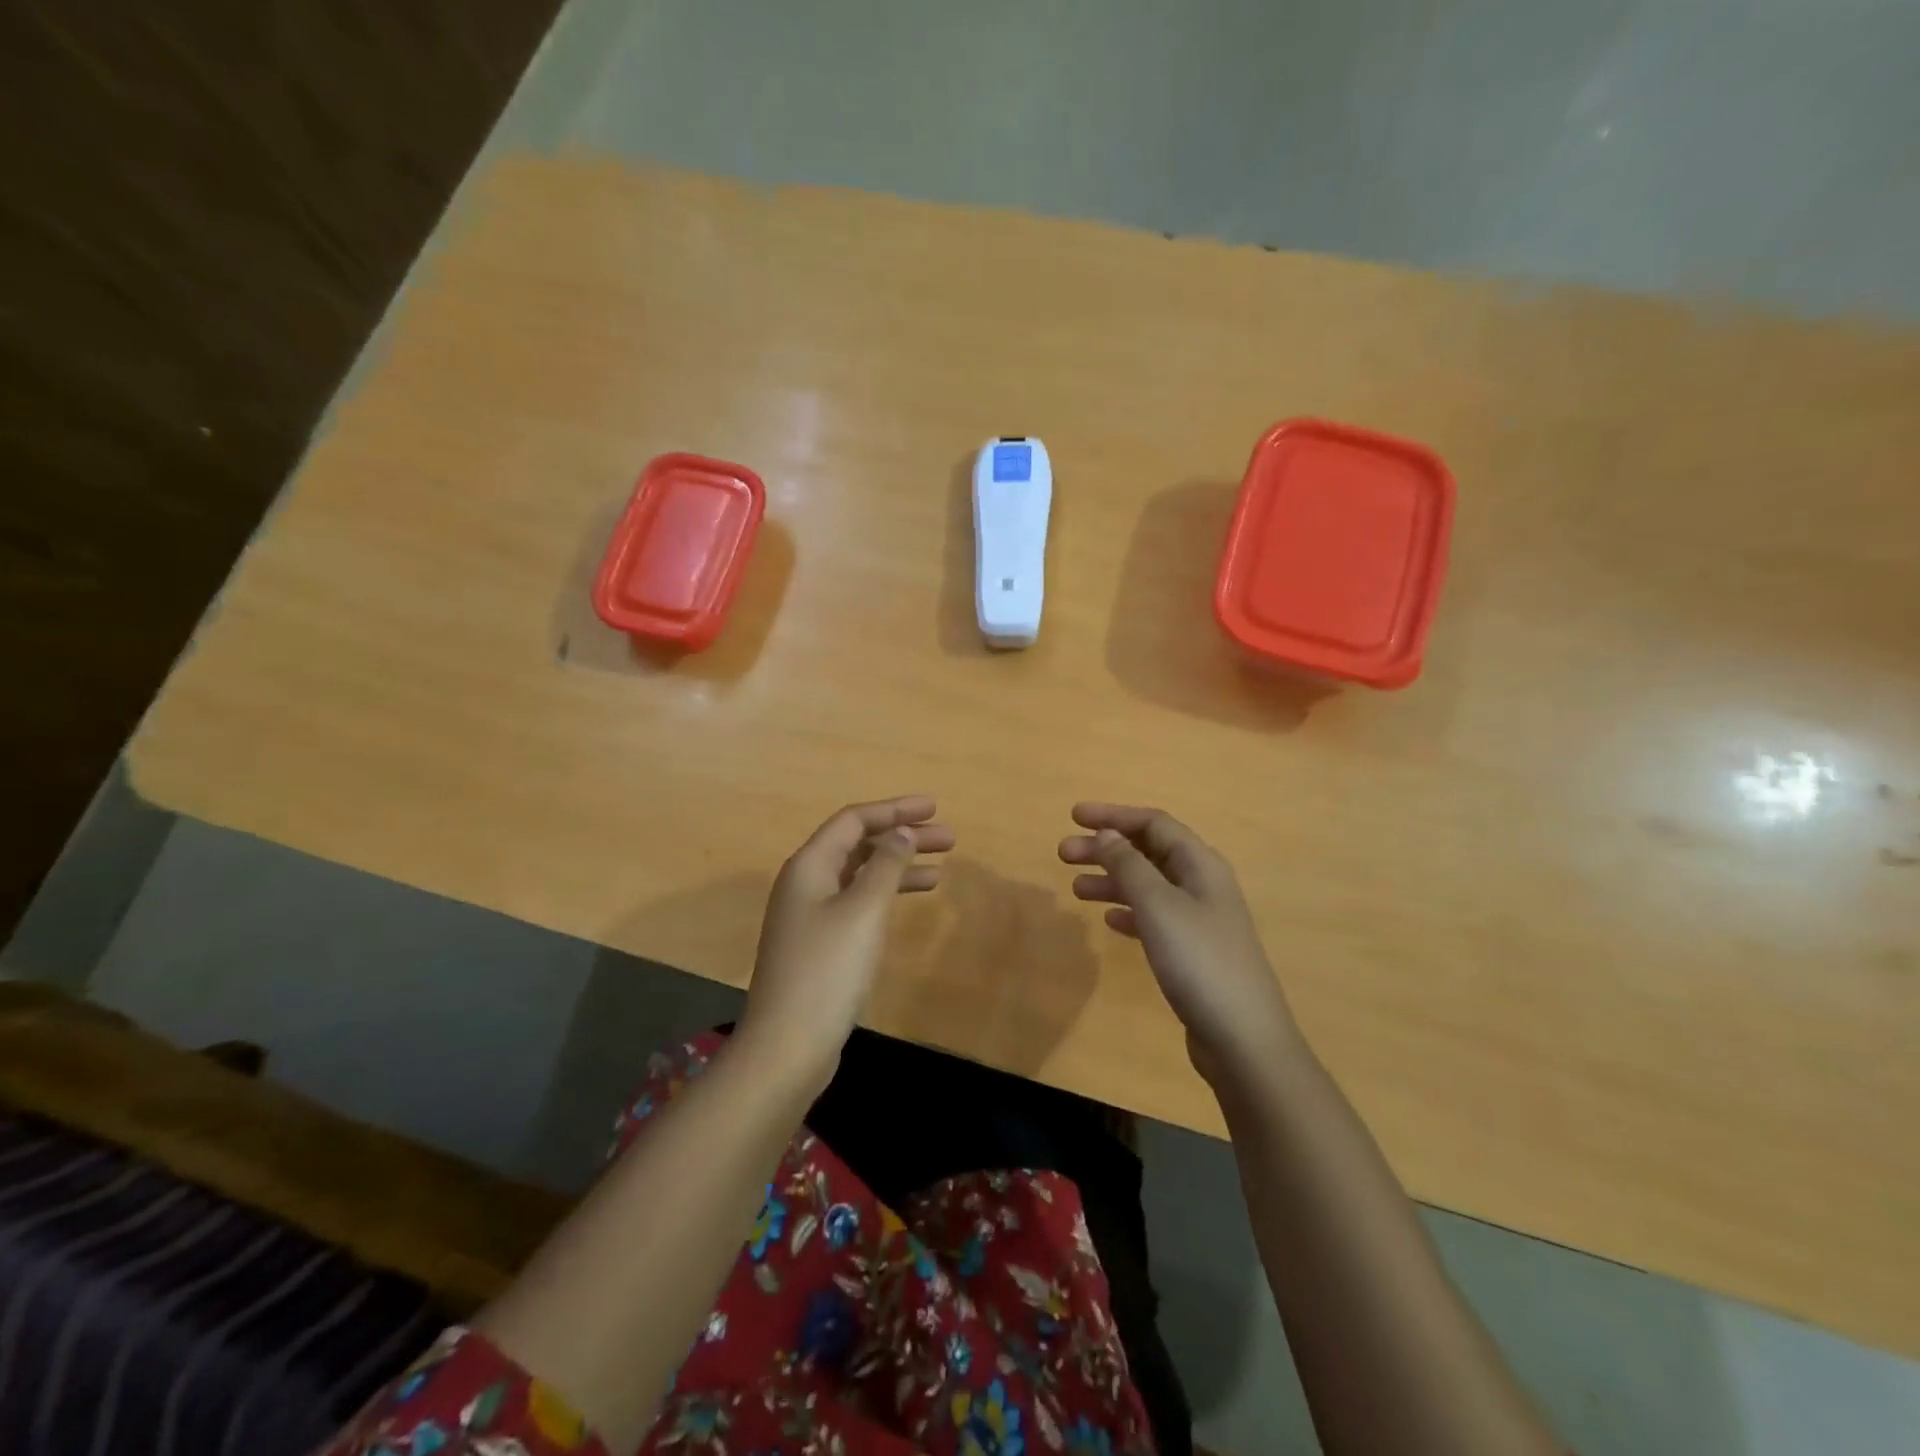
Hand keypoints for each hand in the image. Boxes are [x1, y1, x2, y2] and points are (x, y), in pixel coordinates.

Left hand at [740, 796, 953, 1090]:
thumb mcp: (863, 911)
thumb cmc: (828, 970)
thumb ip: (885, 865)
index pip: (854, 820)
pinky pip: (857, 902)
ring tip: (941, 870)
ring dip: (898, 867)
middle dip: (902, 837)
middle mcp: (805, 883)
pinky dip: (885, 896)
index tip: (934, 808)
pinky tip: (909, 903)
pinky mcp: (819, 944)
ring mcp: (810, 915)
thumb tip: (902, 832)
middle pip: (858, 845)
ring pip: (860, 875)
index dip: (895, 810)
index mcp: (809, 866)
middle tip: (948, 838)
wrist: (787, 1046)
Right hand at [1060, 802, 1296, 1081]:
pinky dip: (1129, 911)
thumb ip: (1129, 865)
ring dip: (1112, 880)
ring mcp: (1199, 920)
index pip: (1153, 823)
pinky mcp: (1193, 952)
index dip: (1113, 816)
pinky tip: (1108, 920)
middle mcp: (1202, 884)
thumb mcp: (1158, 905)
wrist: (1242, 1038)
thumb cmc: (1199, 961)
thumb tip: (1106, 834)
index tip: (1073, 816)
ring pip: (1148, 885)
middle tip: (1063, 854)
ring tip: (1075, 888)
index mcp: (1200, 864)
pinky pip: (1154, 917)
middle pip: (1148, 852)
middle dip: (1105, 848)